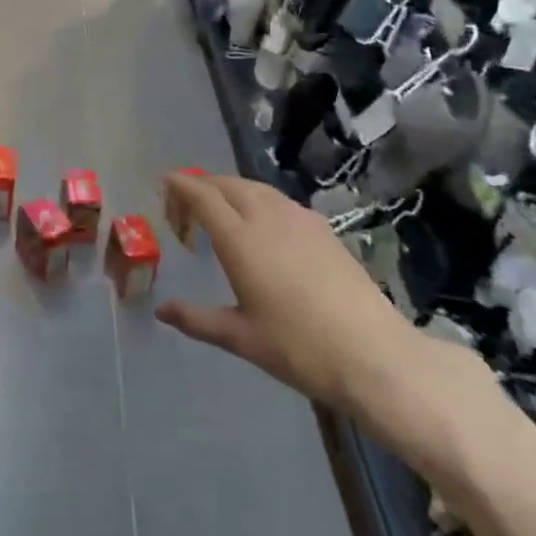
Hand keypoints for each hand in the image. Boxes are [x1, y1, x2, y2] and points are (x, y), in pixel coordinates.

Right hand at [155, 172, 497, 471]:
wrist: (372, 353)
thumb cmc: (298, 347)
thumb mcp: (240, 337)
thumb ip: (197, 319)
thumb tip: (162, 311)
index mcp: (240, 238)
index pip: (202, 195)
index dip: (180, 185)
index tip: (164, 182)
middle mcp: (266, 216)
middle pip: (227, 184)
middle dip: (202, 186)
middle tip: (187, 209)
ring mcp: (298, 219)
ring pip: (255, 188)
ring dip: (230, 191)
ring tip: (221, 215)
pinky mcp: (322, 228)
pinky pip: (278, 200)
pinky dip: (258, 201)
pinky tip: (263, 228)